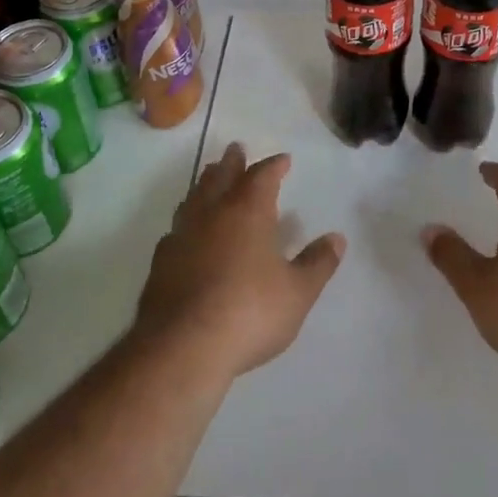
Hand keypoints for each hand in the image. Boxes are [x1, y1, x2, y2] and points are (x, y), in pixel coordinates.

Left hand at [136, 144, 344, 380]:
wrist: (182, 347)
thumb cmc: (249, 313)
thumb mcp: (297, 292)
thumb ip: (318, 263)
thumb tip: (337, 239)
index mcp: (247, 211)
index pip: (262, 176)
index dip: (274, 166)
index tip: (283, 160)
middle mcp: (212, 213)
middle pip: (221, 176)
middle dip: (232, 162)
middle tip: (236, 149)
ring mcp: (182, 235)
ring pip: (194, 197)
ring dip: (205, 184)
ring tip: (210, 178)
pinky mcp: (161, 262)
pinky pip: (177, 227)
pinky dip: (187, 219)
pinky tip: (187, 231)